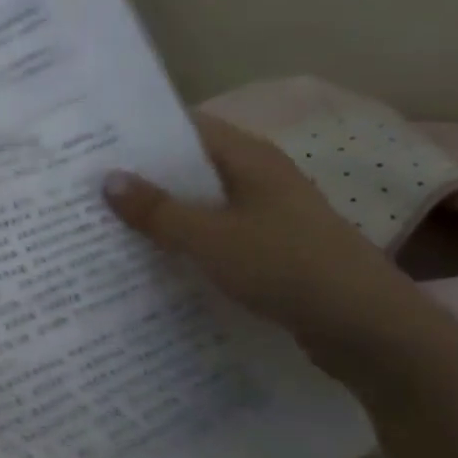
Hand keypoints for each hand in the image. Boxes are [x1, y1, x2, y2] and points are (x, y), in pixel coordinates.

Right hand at [103, 115, 455, 373]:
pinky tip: (151, 256)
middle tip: (87, 183)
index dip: (141, 131)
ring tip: (106, 218)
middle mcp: (259, 178)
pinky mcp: (270, 251)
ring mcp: (267, 215)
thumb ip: (157, 210)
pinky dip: (184, 240)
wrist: (370, 331)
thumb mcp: (210, 238)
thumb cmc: (287, 267)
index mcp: (249, 158)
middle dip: (143, 174)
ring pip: (201, 203)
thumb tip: (107, 178)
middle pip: (190, 165)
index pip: (186, 126)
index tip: (94, 142)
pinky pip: (214, 235)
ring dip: (162, 210)